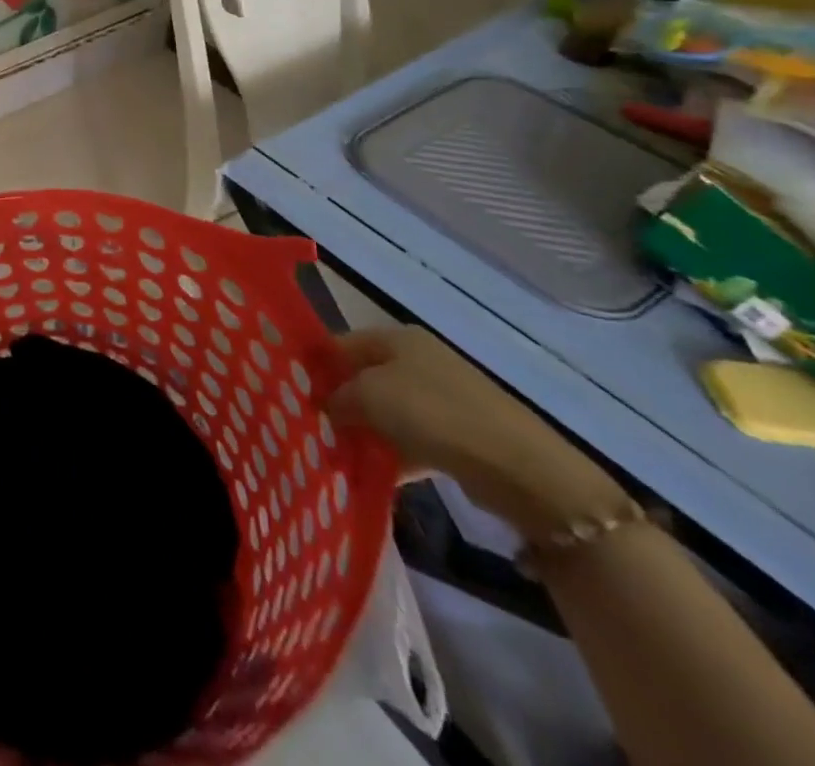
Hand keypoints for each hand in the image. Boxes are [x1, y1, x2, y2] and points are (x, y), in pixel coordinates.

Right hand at [325, 326, 629, 536]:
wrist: (521, 469)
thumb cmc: (433, 414)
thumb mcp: (369, 396)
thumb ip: (337, 396)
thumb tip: (325, 406)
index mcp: (397, 338)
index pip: (340, 344)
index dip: (315, 367)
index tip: (293, 394)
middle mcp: (419, 360)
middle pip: (364, 378)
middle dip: (339, 403)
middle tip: (313, 428)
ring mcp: (442, 397)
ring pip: (386, 412)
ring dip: (364, 433)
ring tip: (338, 456)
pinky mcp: (459, 435)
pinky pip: (411, 440)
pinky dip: (392, 455)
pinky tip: (373, 475)